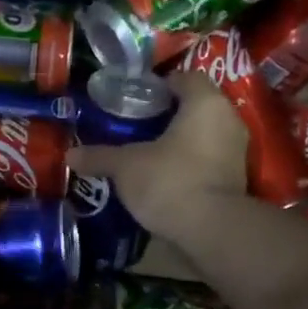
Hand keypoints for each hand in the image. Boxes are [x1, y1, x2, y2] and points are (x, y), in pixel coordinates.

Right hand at [68, 71, 247, 237]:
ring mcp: (237, 152)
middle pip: (196, 107)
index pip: (186, 78)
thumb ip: (100, 156)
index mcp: (205, 103)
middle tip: (138, 125)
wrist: (211, 230)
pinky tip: (165, 176)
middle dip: (169, 115)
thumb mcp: (126, 166)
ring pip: (204, 135)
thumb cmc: (169, 181)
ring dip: (181, 141)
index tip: (137, 99)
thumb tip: (70, 155)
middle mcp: (228, 120)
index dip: (161, 85)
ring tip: (149, 152)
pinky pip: (209, 160)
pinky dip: (191, 164)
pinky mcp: (237, 180)